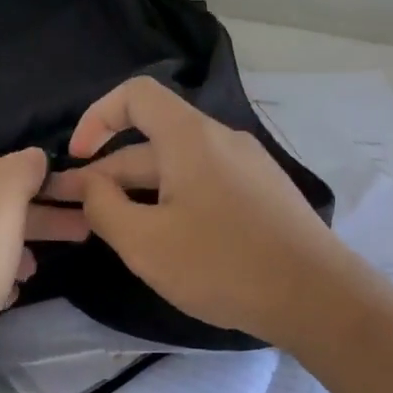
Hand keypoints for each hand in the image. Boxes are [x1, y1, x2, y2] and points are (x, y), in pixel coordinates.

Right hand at [45, 77, 352, 347]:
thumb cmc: (223, 264)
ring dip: (138, 191)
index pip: (135, 94)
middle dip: (108, 173)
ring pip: (177, 167)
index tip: (77, 159)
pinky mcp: (262, 194)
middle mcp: (220, 139)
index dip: (96, 117)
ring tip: (113, 230)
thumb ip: (103, 207)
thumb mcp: (145, 243)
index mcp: (190, 136)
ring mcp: (247, 166)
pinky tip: (163, 238)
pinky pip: (203, 184)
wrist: (318, 297)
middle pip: (151, 140)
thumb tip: (89, 185)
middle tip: (75, 212)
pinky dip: (171, 200)